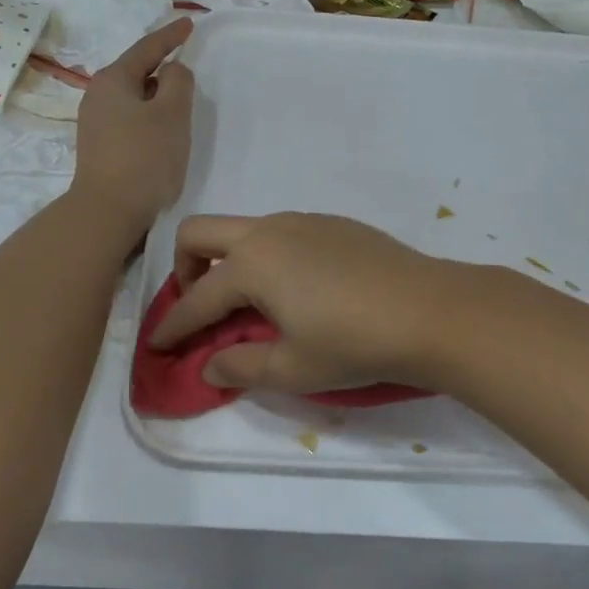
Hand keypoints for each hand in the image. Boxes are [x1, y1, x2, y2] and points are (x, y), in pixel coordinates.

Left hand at [70, 17, 194, 232]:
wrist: (109, 210)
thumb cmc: (145, 157)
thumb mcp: (172, 113)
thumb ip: (178, 82)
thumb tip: (173, 70)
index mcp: (113, 80)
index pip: (147, 48)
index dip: (171, 35)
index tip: (190, 23)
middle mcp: (98, 95)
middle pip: (137, 71)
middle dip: (162, 66)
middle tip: (186, 63)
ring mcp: (95, 122)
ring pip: (134, 97)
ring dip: (157, 95)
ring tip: (180, 100)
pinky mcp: (100, 146)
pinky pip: (130, 117)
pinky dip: (149, 115)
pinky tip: (162, 129)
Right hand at [148, 213, 465, 393]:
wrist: (431, 311)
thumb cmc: (355, 343)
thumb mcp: (293, 368)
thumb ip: (241, 365)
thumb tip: (208, 364)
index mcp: (252, 264)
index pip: (196, 298)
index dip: (172, 325)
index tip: (157, 345)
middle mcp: (270, 231)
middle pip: (200, 233)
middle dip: (184, 268)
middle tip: (199, 307)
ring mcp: (304, 220)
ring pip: (243, 228)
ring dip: (228, 259)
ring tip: (248, 302)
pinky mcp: (333, 223)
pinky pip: (280, 231)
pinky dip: (266, 255)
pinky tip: (295, 288)